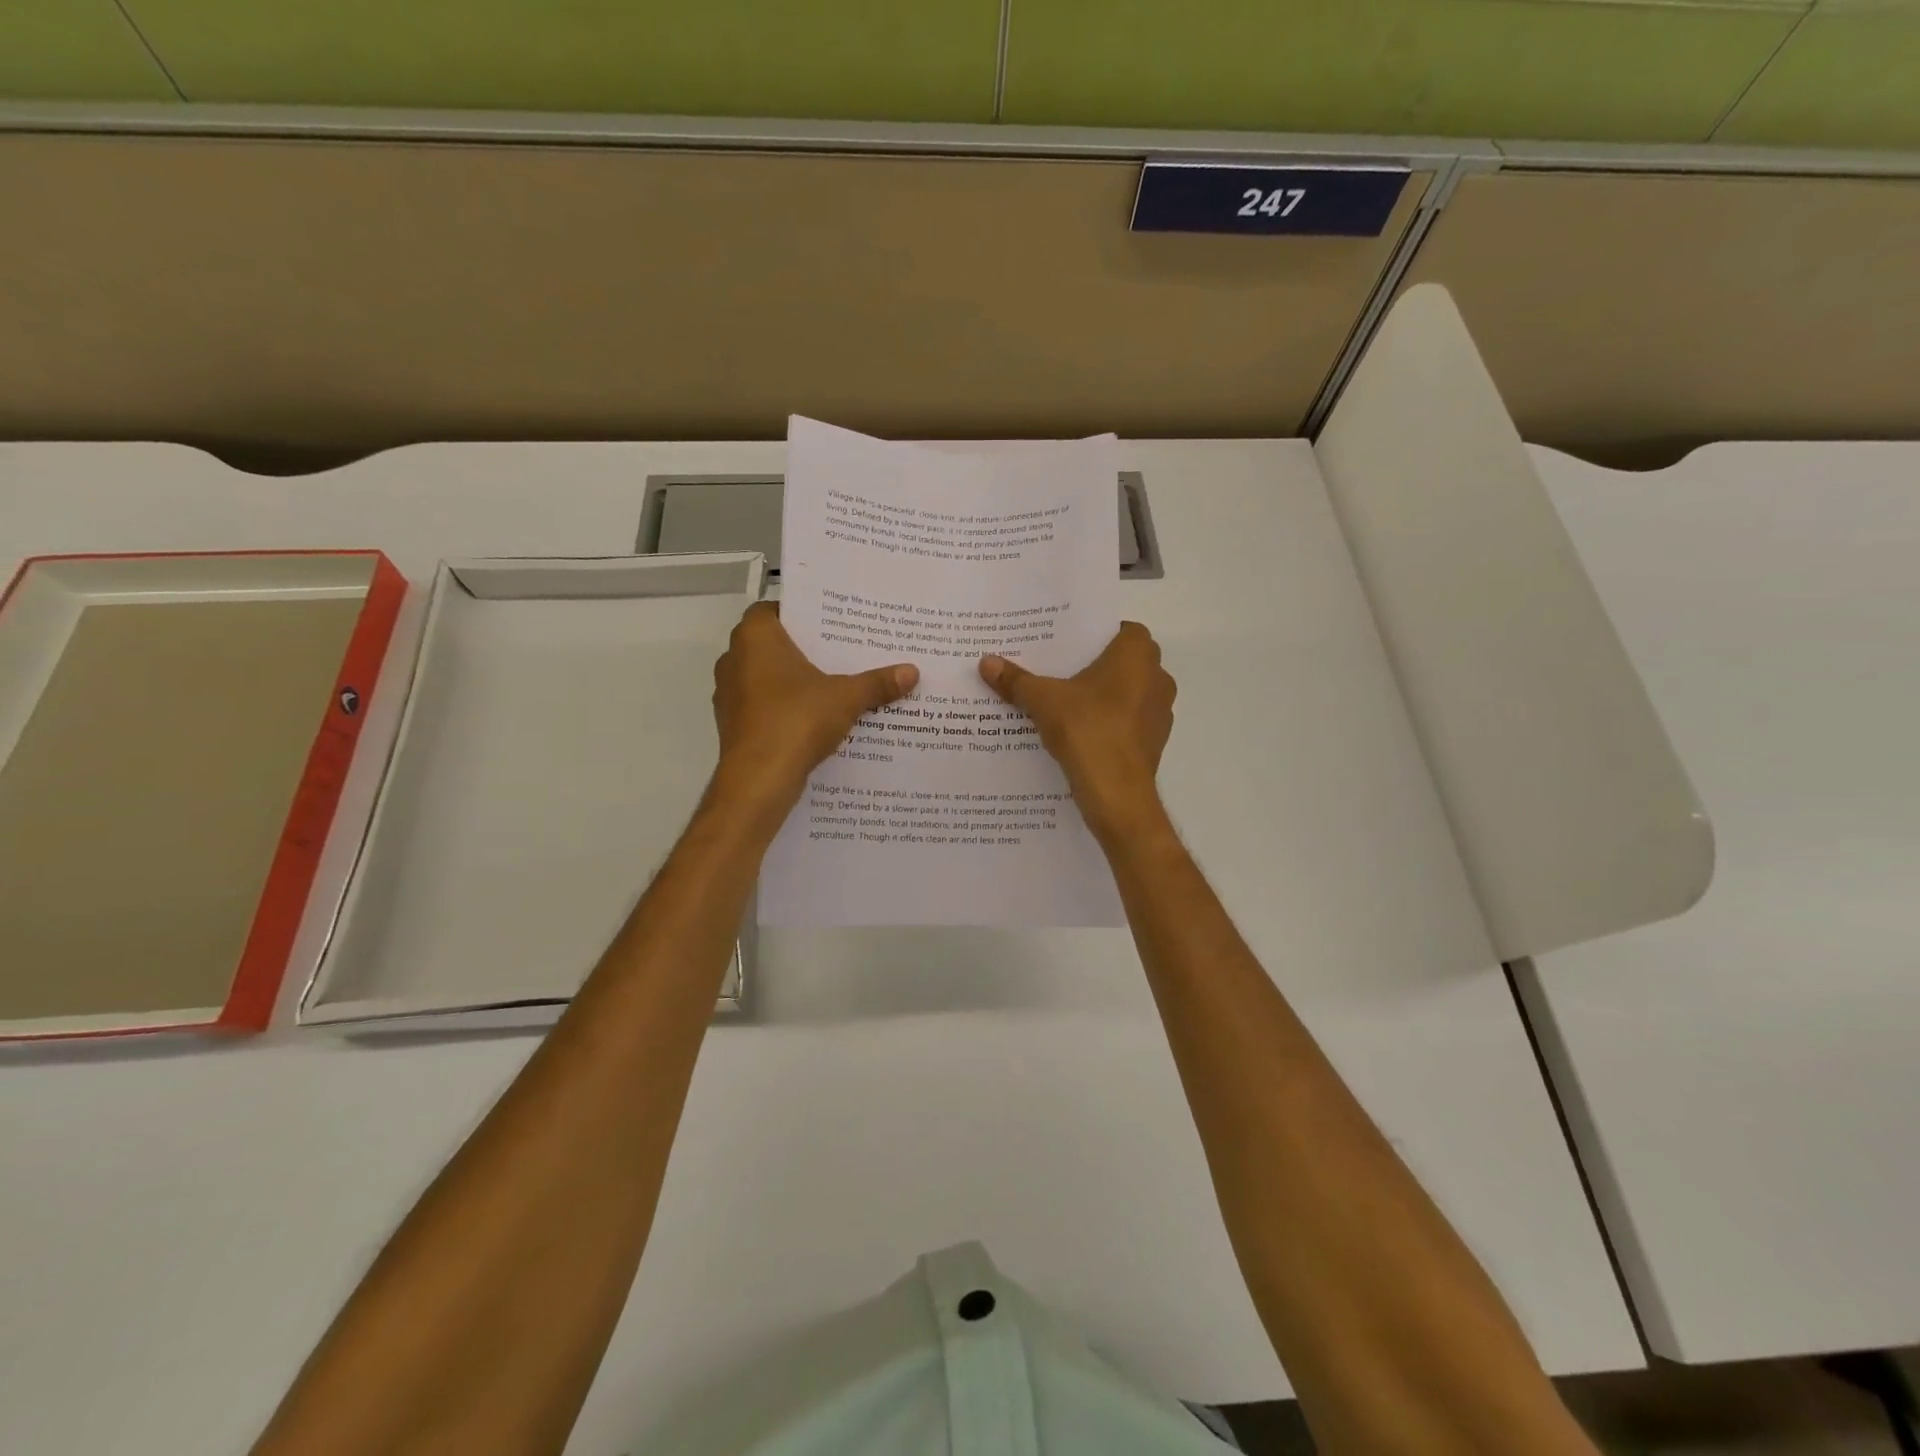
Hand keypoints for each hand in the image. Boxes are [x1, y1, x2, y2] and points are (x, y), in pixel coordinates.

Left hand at [711, 602, 917, 820]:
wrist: (759, 780)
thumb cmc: (797, 720)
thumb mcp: (847, 697)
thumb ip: (877, 683)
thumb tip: (912, 672)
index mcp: (755, 637)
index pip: (774, 609)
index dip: (802, 614)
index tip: (831, 623)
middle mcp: (734, 659)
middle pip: (773, 645)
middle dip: (805, 650)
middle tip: (842, 652)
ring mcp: (730, 694)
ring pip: (767, 678)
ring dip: (794, 682)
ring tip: (833, 686)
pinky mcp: (733, 725)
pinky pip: (764, 706)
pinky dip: (785, 708)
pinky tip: (815, 719)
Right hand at [980, 622, 1174, 844]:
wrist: (1116, 794)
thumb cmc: (1087, 730)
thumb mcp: (1043, 701)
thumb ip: (1016, 680)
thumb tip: (986, 662)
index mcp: (1138, 655)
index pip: (1123, 629)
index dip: (1097, 635)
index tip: (1069, 644)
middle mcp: (1158, 677)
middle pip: (1125, 662)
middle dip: (1096, 665)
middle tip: (1059, 670)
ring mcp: (1160, 712)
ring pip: (1129, 693)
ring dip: (1104, 696)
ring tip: (1066, 702)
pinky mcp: (1154, 742)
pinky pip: (1129, 721)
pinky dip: (1110, 722)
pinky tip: (1080, 732)